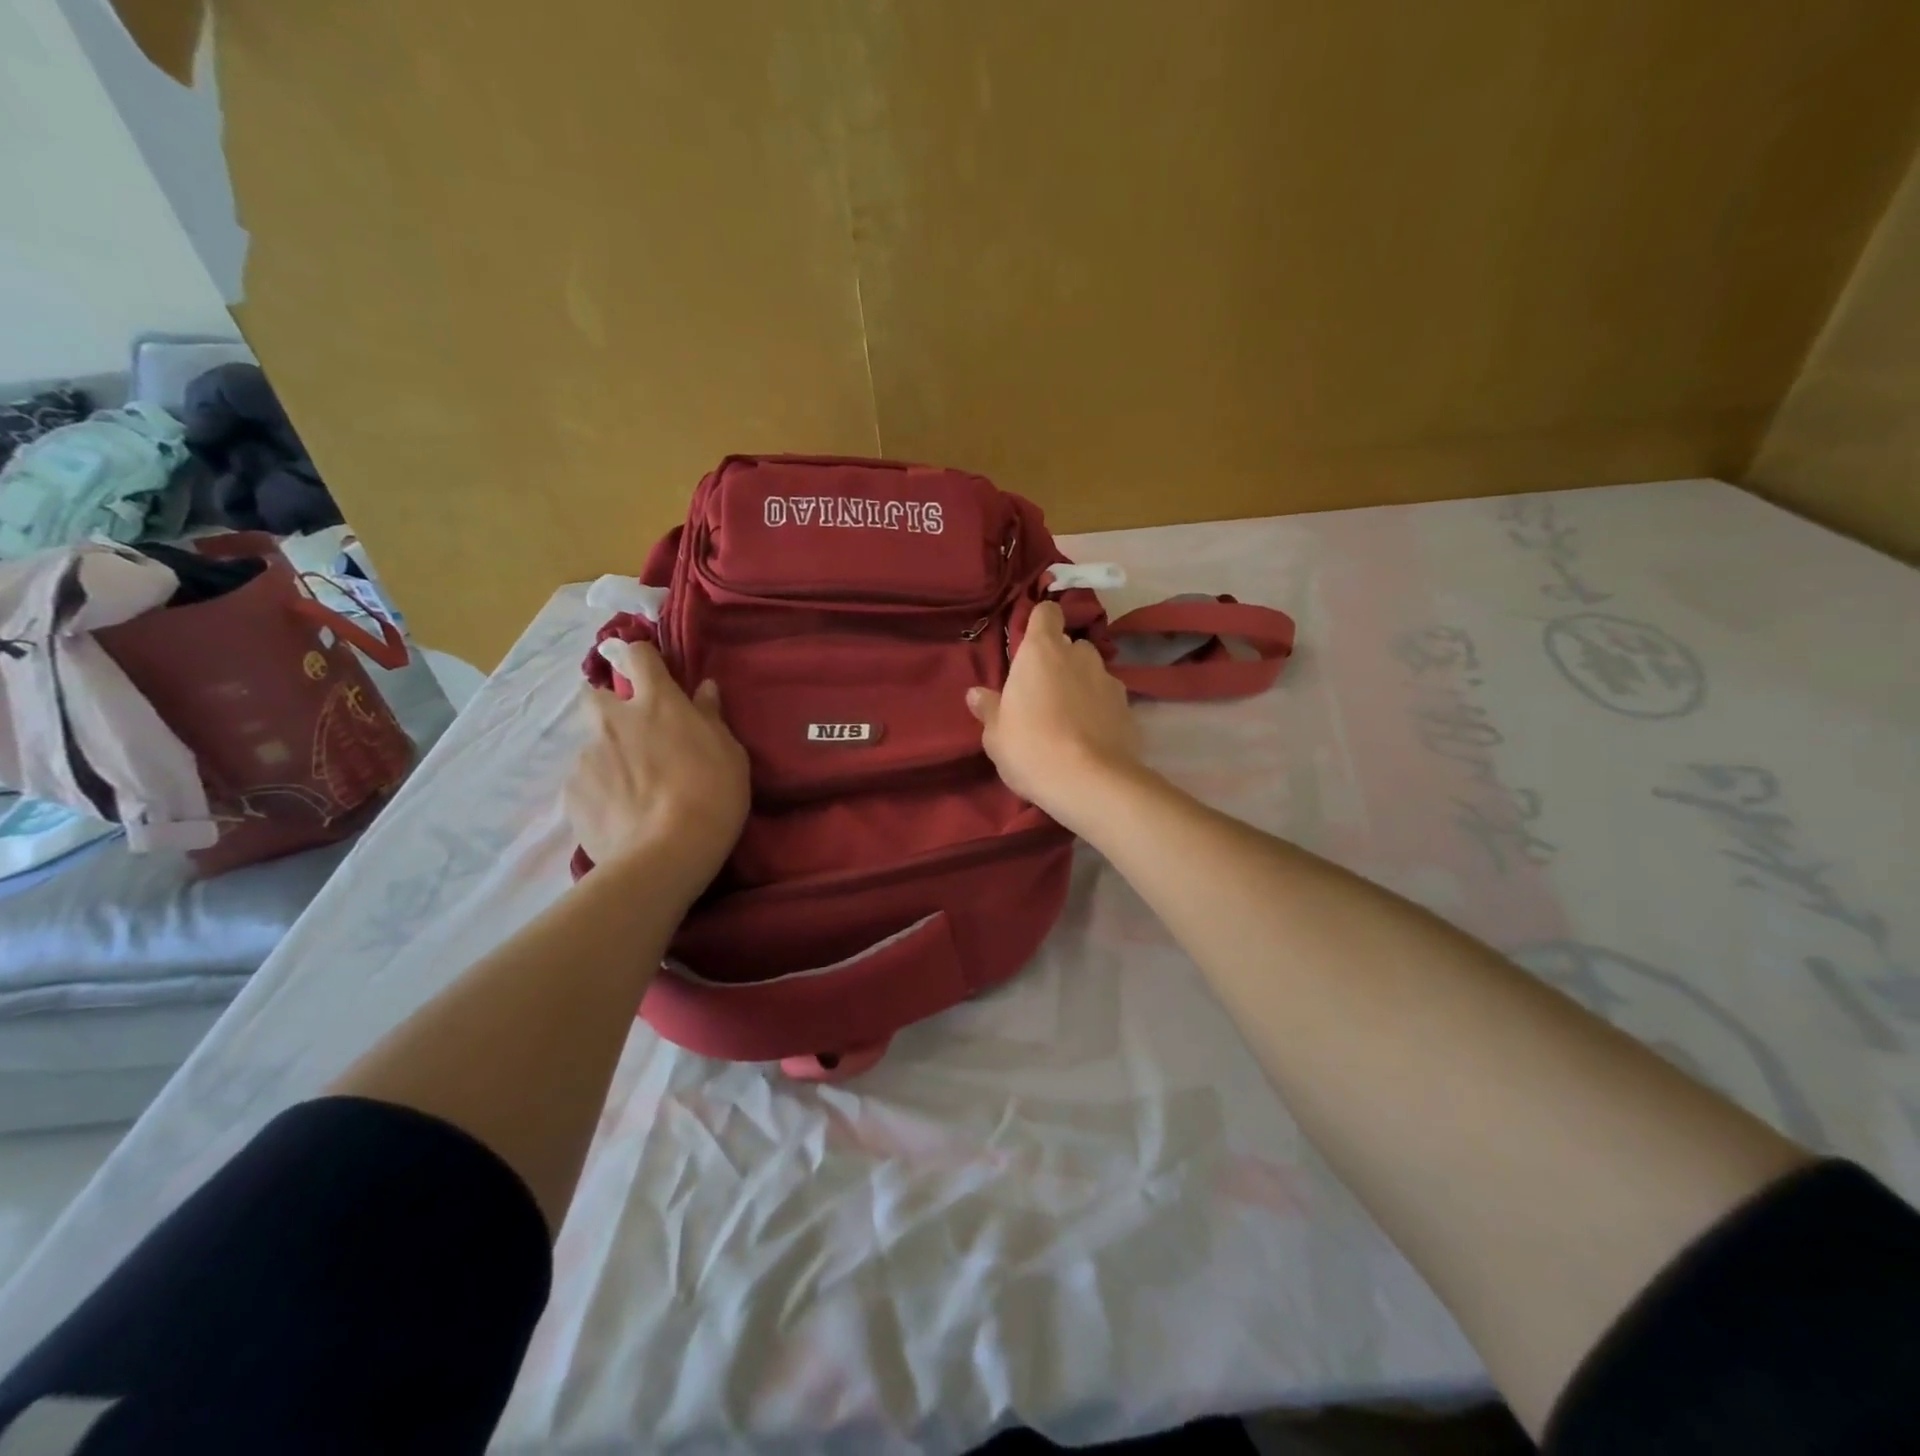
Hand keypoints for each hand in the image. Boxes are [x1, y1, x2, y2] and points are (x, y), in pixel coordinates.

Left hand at [566, 639, 748, 894]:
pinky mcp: (571, 793)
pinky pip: (585, 783)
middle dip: (609, 708)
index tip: (647, 669)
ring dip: (609, 758)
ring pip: (593, 746)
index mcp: (657, 703)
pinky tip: (620, 815)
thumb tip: (704, 689)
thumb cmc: (713, 795)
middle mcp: (614, 720)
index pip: (638, 656)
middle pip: (595, 695)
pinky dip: (600, 792)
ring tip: (632, 792)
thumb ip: (711, 718)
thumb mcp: (730, 754)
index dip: (640, 657)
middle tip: (634, 736)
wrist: (666, 854)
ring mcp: (587, 756)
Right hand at [966, 600, 1144, 829]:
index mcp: (1042, 652)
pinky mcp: (1129, 708)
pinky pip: (1108, 701)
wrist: (1091, 783)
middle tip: (1044, 694)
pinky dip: (1100, 711)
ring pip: (1092, 673)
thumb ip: (989, 709)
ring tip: (1070, 720)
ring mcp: (1109, 681)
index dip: (1040, 623)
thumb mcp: (996, 735)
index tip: (1030, 644)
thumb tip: (976, 694)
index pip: (1047, 613)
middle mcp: (1079, 656)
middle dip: (1060, 662)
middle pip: (1071, 646)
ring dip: (1081, 686)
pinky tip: (1090, 739)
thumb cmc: (1031, 749)